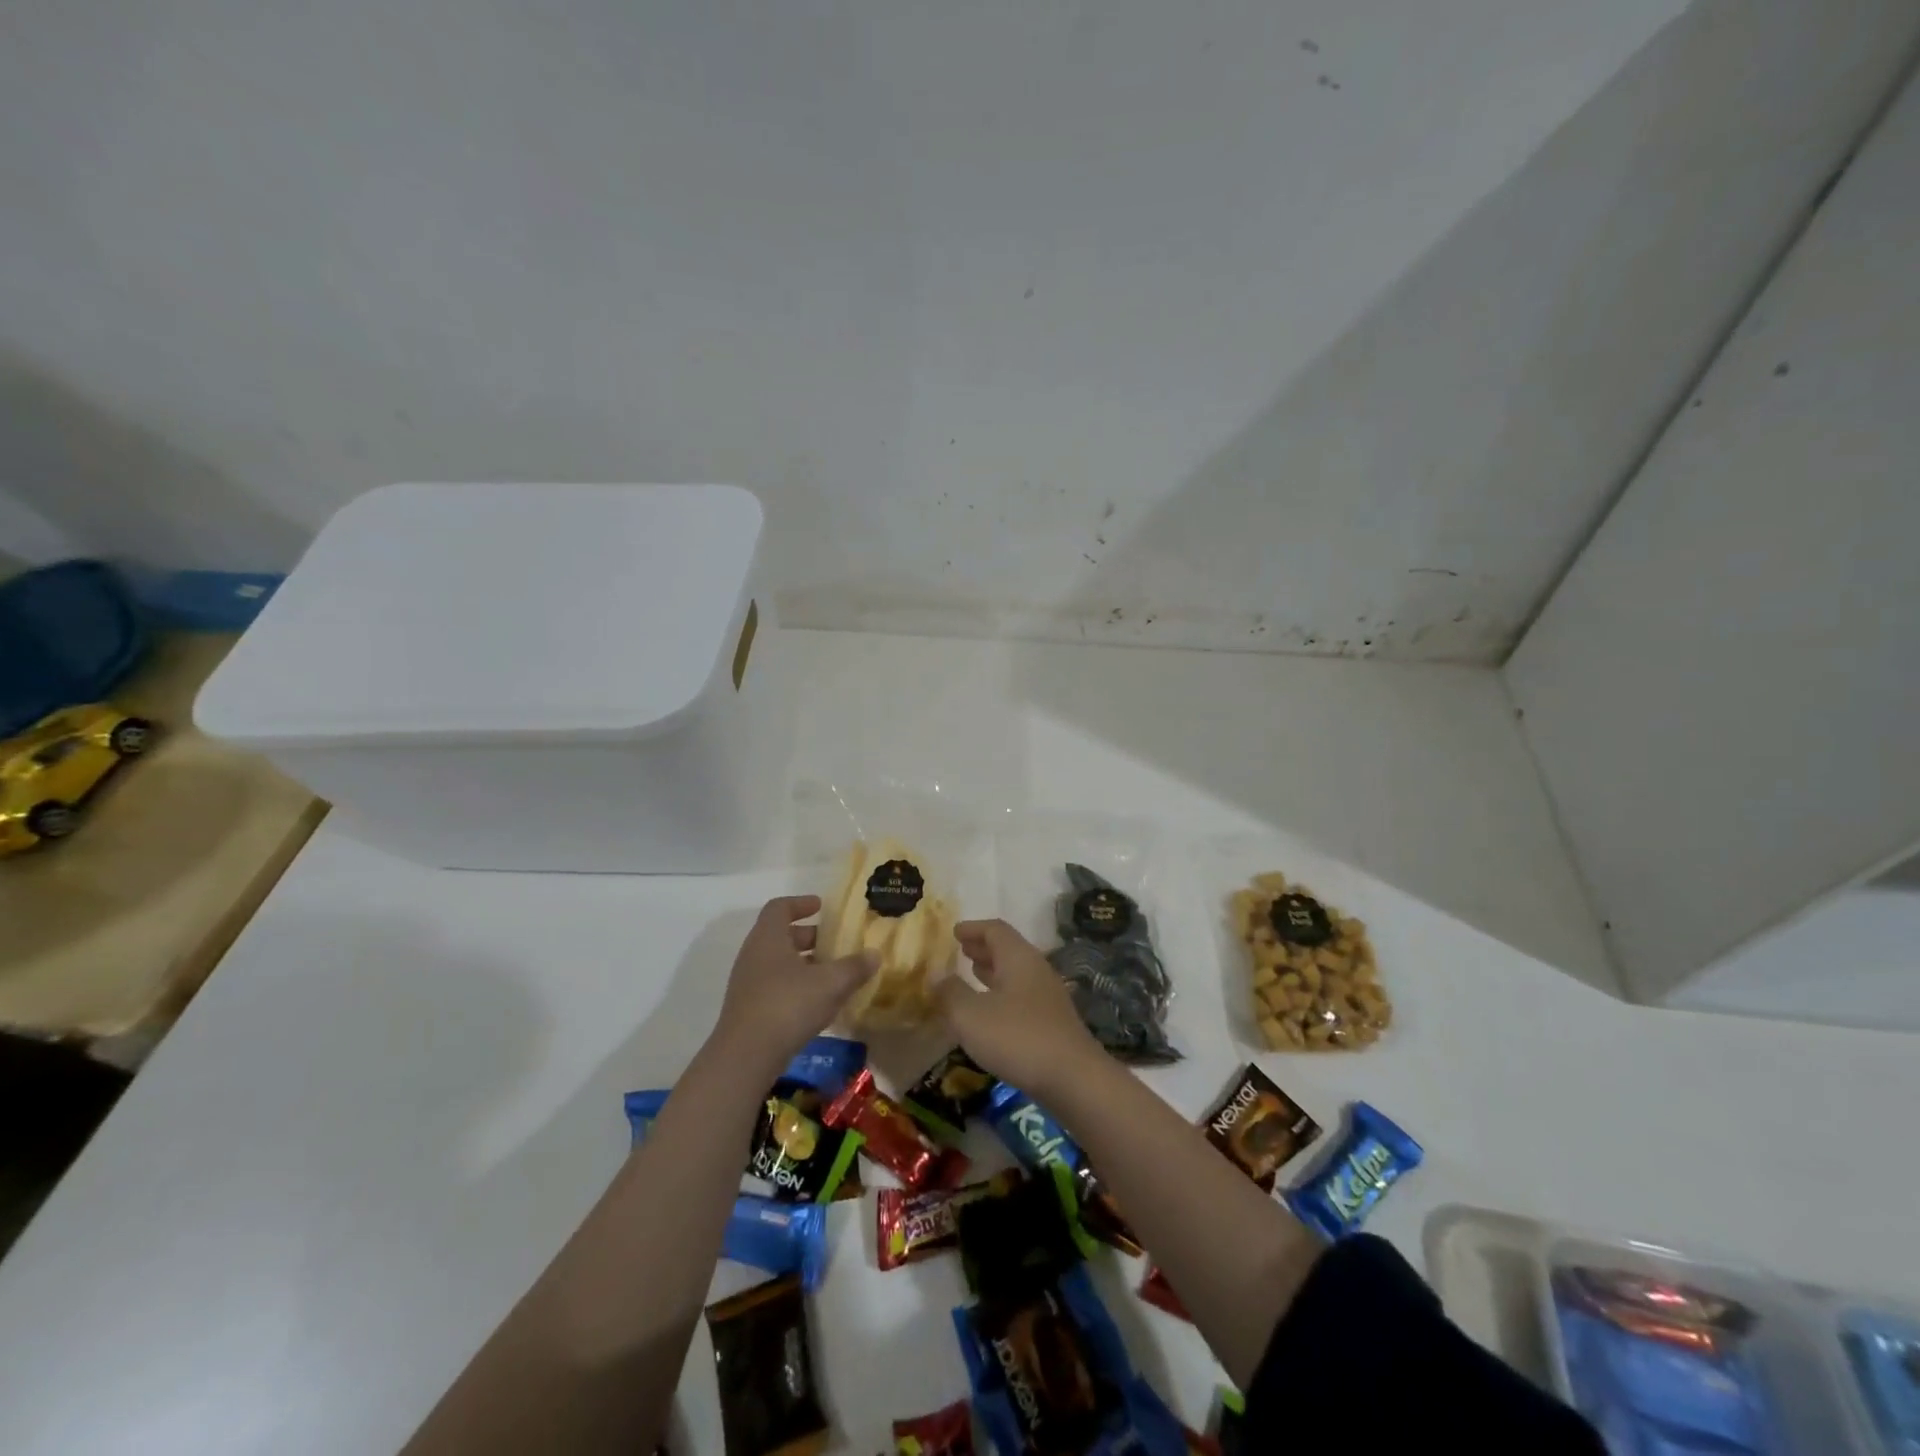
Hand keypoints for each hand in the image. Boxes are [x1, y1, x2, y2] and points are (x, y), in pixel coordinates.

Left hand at [712, 896, 873, 1077]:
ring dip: (803, 964)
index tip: (821, 906)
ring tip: (831, 973)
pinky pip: (774, 986)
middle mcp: (753, 955)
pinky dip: (796, 986)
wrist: (745, 1057)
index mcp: (768, 938)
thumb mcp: (830, 984)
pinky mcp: (748, 1010)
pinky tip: (818, 1003)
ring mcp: (747, 984)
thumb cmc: (788, 1005)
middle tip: (833, 942)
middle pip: (779, 935)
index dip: (801, 903)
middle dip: (808, 936)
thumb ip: (854, 967)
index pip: (779, 908)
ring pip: (778, 963)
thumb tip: (875, 954)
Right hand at [935, 919, 1102, 1096]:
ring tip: (973, 973)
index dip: (973, 928)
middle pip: (1008, 949)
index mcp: (1019, 958)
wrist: (1073, 1078)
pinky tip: (991, 1011)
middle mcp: (1036, 970)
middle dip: (983, 948)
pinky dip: (1002, 993)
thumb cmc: (1017, 1037)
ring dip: (993, 971)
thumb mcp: (971, 1015)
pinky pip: (1021, 995)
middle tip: (962, 950)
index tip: (955, 931)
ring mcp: (1047, 996)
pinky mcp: (1052, 1022)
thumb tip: (937, 978)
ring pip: (1016, 973)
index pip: (995, 930)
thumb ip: (950, 993)